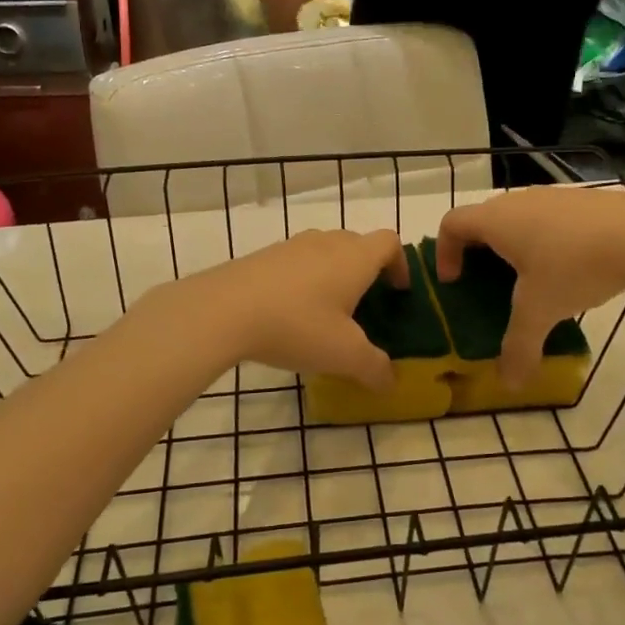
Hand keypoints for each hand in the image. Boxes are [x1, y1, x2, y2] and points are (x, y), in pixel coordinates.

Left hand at [182, 229, 408, 387]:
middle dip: (367, 271)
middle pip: (358, 244)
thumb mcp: (344, 355)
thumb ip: (374, 368)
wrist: (224, 310)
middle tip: (364, 306)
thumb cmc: (297, 325)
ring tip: (326, 312)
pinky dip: (303, 280)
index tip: (398, 292)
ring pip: (325, 252)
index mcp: (355, 258)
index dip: (401, 264)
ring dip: (333, 274)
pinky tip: (290, 313)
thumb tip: (391, 382)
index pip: (390, 243)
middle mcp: (327, 243)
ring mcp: (292, 246)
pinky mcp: (263, 256)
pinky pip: (296, 262)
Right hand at [436, 189, 624, 386]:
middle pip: (484, 219)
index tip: (454, 281)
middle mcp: (519, 201)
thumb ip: (519, 347)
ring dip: (516, 245)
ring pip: (520, 217)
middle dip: (479, 251)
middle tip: (488, 283)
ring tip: (533, 279)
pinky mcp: (585, 201)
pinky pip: (551, 219)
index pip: (452, 224)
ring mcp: (554, 196)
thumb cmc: (573, 266)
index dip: (445, 252)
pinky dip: (548, 240)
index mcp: (496, 220)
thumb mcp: (541, 312)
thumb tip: (509, 385)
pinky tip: (572, 268)